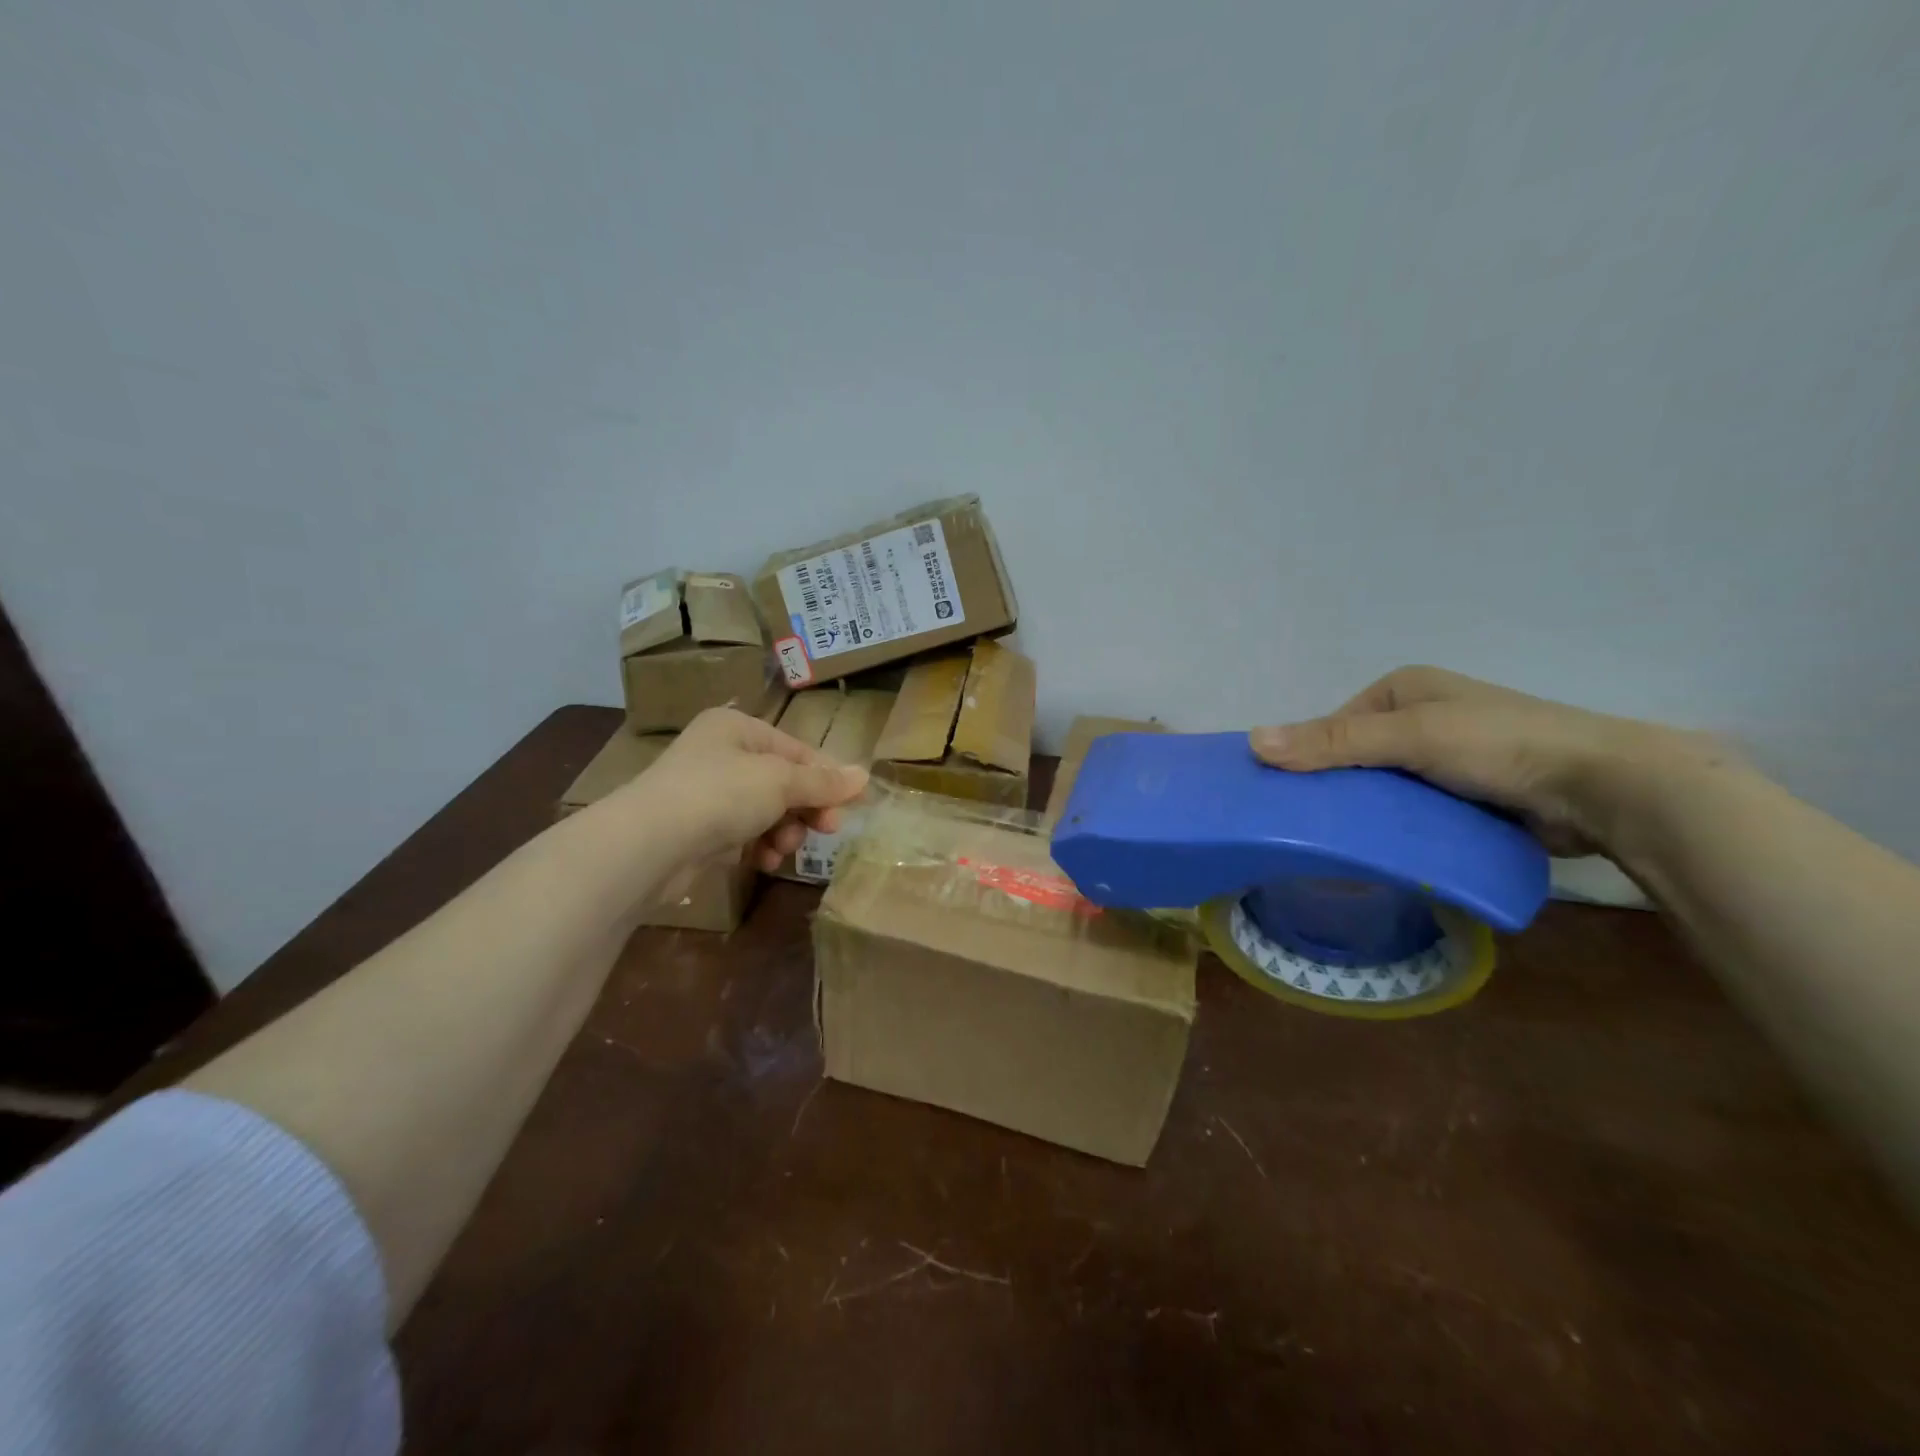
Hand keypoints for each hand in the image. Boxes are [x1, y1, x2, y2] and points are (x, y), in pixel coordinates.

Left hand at [629, 706, 868, 871]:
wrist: (650, 844)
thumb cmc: (721, 794)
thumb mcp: (781, 782)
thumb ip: (823, 782)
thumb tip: (865, 775)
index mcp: (737, 728)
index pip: (796, 750)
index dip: (827, 778)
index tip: (852, 805)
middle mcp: (720, 754)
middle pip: (782, 782)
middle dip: (805, 809)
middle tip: (828, 830)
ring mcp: (705, 793)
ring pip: (765, 811)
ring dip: (783, 832)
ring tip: (783, 849)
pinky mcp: (697, 829)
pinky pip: (742, 833)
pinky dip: (758, 847)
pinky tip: (763, 861)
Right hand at [1249, 666, 1722, 855]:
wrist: (1604, 788)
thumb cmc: (1499, 744)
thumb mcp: (1409, 736)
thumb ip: (1333, 742)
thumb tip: (1252, 742)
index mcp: (1404, 689)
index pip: (1333, 725)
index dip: (1308, 758)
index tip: (1286, 799)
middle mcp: (1422, 717)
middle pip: (1356, 757)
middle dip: (1337, 789)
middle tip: (1308, 829)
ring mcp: (1447, 758)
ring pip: (1384, 787)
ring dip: (1367, 812)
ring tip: (1336, 846)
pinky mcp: (1468, 794)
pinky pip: (1414, 810)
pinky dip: (1397, 828)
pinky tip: (1379, 852)